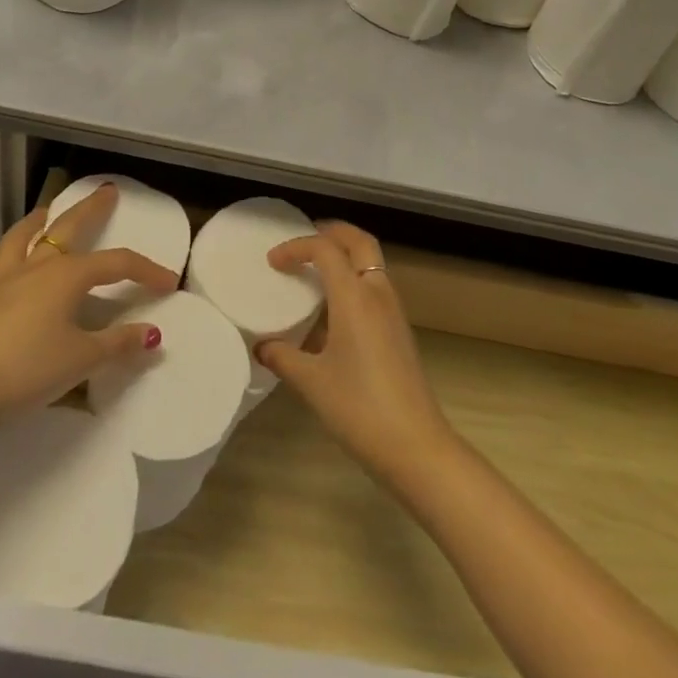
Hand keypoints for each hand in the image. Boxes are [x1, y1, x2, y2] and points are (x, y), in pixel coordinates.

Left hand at [0, 183, 176, 426]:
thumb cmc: (27, 367)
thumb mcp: (81, 359)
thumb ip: (117, 344)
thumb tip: (152, 335)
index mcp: (68, 275)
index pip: (118, 263)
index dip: (146, 270)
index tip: (168, 281)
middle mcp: (37, 267)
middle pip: (68, 228)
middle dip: (91, 209)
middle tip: (106, 191)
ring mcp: (4, 280)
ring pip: (23, 238)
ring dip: (38, 222)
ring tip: (47, 212)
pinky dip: (6, 264)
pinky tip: (4, 272)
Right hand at [257, 222, 455, 482]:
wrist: (416, 446)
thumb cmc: (359, 408)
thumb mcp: (312, 382)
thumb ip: (283, 357)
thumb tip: (262, 347)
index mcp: (354, 296)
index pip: (325, 248)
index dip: (296, 247)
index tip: (273, 261)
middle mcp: (377, 292)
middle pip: (359, 241)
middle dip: (332, 231)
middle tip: (305, 240)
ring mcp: (393, 310)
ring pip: (371, 262)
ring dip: (346, 255)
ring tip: (316, 270)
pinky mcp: (400, 329)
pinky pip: (376, 285)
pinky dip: (355, 278)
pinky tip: (335, 309)